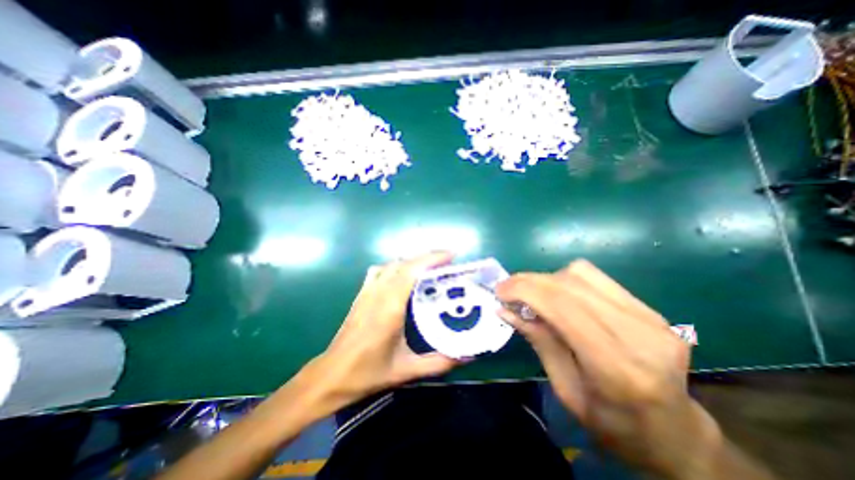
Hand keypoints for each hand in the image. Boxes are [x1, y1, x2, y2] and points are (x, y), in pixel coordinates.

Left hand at [308, 250, 465, 411]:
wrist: (332, 374)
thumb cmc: (368, 372)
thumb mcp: (407, 370)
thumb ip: (439, 363)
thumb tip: (468, 356)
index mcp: (390, 306)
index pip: (412, 270)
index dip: (432, 259)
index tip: (451, 255)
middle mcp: (378, 292)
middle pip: (404, 262)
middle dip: (428, 257)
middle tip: (448, 262)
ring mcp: (368, 290)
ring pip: (392, 263)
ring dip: (412, 261)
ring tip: (429, 269)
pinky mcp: (362, 293)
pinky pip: (380, 270)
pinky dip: (396, 266)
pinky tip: (403, 276)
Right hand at [499, 261, 723, 477]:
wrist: (675, 433)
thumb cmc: (613, 424)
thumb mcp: (565, 390)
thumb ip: (538, 341)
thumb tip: (505, 309)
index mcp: (617, 368)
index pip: (562, 306)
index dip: (524, 290)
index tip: (499, 290)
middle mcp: (639, 335)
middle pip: (570, 285)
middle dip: (529, 280)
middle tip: (506, 287)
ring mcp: (651, 318)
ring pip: (582, 274)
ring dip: (547, 278)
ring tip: (532, 292)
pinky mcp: (651, 309)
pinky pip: (596, 278)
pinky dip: (566, 279)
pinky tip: (558, 293)